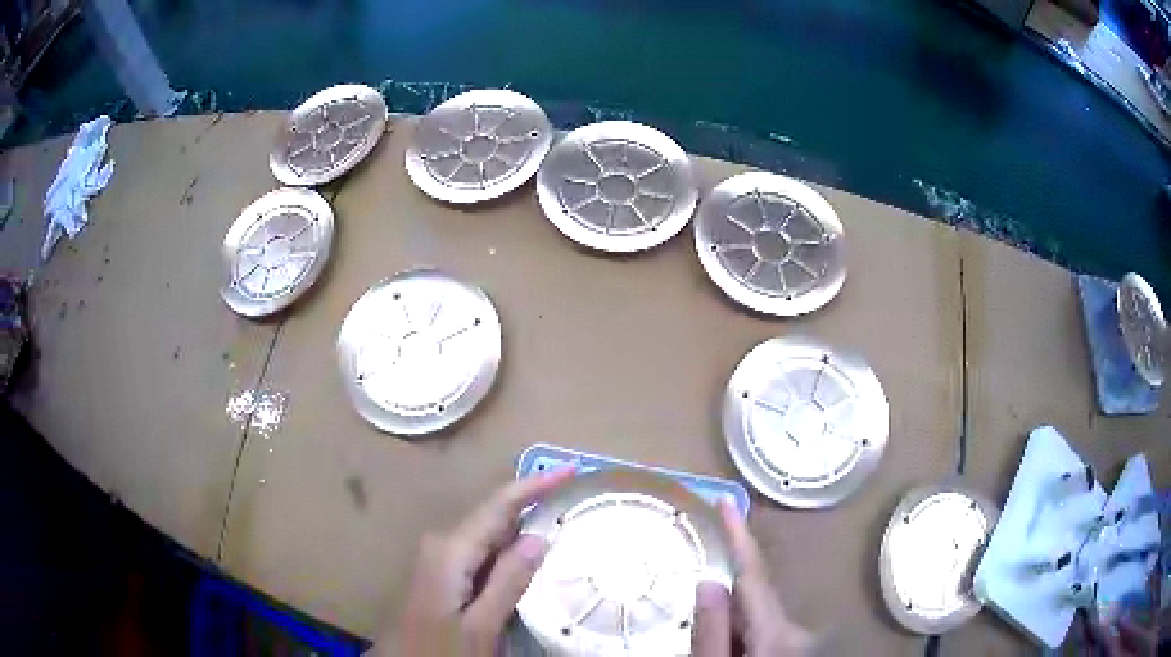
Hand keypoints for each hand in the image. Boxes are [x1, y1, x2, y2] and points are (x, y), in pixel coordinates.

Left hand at [391, 468, 574, 656]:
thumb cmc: (441, 649)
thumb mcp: (481, 626)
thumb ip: (508, 581)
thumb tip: (538, 537)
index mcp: (451, 551)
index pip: (498, 506)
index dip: (534, 486)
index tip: (570, 470)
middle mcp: (442, 544)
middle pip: (494, 516)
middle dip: (531, 503)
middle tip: (571, 496)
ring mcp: (440, 558)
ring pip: (489, 534)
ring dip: (522, 526)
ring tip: (559, 516)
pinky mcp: (443, 573)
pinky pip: (482, 552)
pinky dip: (508, 549)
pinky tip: (529, 554)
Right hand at [692, 499, 811, 655]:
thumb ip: (713, 630)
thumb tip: (708, 582)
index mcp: (777, 629)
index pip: (753, 572)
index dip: (739, 535)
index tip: (727, 500)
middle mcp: (794, 627)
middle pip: (751, 597)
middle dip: (722, 597)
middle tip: (698, 614)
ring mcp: (795, 638)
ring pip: (752, 616)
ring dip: (727, 623)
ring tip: (709, 646)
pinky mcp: (790, 648)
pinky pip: (758, 631)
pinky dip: (737, 635)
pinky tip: (725, 651)